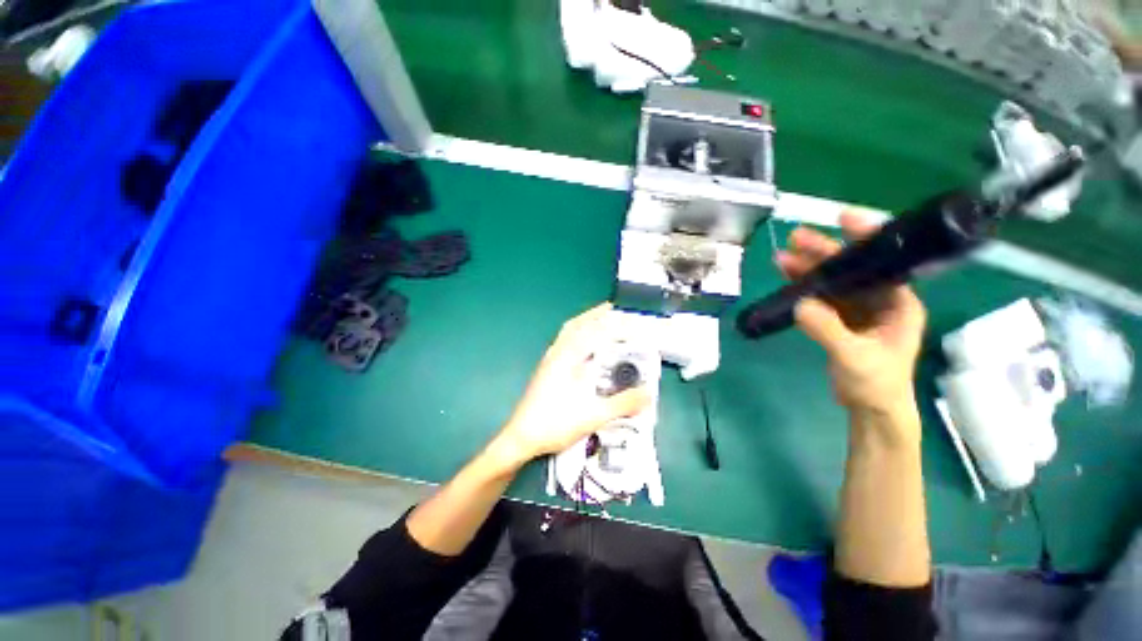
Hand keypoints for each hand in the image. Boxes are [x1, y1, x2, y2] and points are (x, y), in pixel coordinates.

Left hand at [491, 303, 650, 467]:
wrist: (521, 437)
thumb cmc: (554, 424)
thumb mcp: (593, 415)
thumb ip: (622, 404)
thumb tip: (648, 394)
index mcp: (567, 358)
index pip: (594, 332)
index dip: (614, 325)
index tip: (631, 322)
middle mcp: (557, 353)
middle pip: (577, 324)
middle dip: (596, 314)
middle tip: (615, 309)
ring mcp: (549, 360)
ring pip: (568, 332)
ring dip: (585, 322)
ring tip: (600, 320)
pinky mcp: (547, 368)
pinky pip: (564, 341)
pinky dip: (577, 334)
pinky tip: (583, 344)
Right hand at [777, 211, 926, 422]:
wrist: (871, 409)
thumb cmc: (876, 384)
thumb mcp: (855, 358)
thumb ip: (828, 330)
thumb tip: (799, 304)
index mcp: (899, 304)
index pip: (884, 263)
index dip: (867, 238)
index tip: (845, 218)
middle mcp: (881, 300)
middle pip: (853, 268)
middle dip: (826, 252)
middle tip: (797, 238)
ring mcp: (859, 309)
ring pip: (834, 281)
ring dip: (810, 267)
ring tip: (783, 255)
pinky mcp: (841, 319)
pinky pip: (822, 296)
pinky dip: (805, 286)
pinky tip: (788, 277)